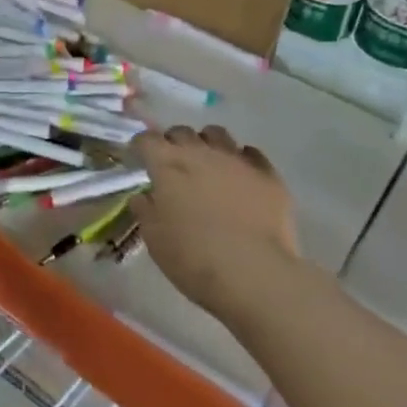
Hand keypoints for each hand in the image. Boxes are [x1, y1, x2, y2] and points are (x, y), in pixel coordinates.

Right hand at [129, 125, 300, 326]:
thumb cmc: (193, 257)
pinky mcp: (267, 175)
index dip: (140, 146)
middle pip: (182, 132)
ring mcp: (237, 160)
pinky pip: (251, 154)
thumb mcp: (154, 238)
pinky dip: (241, 160)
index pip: (147, 139)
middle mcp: (201, 152)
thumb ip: (145, 210)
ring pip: (217, 135)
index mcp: (168, 164)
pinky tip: (240, 177)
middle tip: (172, 165)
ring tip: (207, 165)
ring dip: (207, 144)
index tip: (139, 158)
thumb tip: (143, 196)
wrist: (254, 273)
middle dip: (173, 143)